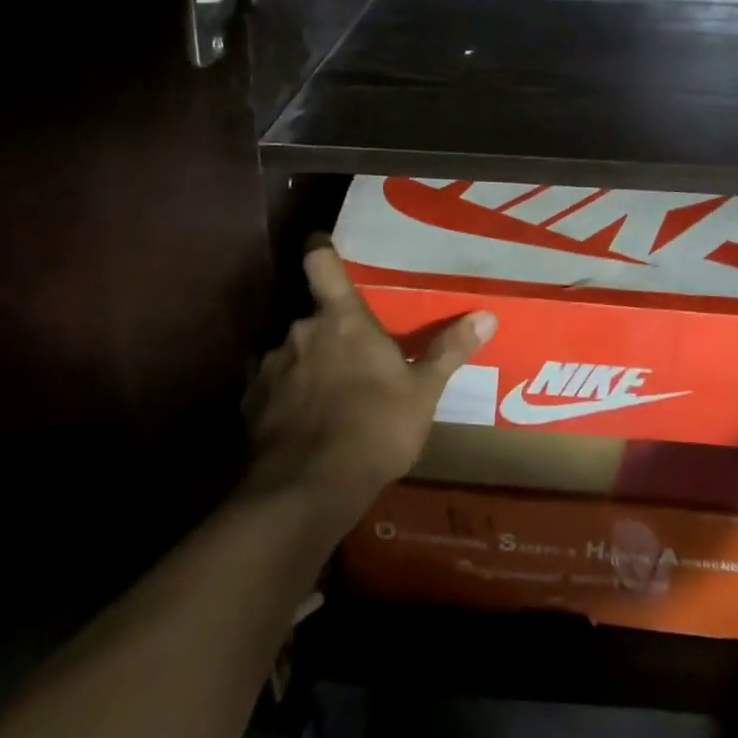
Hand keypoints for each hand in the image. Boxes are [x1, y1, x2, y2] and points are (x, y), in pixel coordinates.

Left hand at [242, 239, 495, 518]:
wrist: (308, 490)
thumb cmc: (374, 428)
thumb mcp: (423, 392)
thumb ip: (449, 351)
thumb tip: (487, 316)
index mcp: (342, 319)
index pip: (321, 263)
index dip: (321, 251)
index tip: (322, 247)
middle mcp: (300, 331)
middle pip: (312, 316)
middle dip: (329, 333)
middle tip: (352, 358)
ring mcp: (270, 367)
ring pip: (290, 353)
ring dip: (306, 366)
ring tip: (327, 398)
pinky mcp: (250, 404)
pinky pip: (270, 388)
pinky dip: (284, 399)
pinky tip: (300, 425)